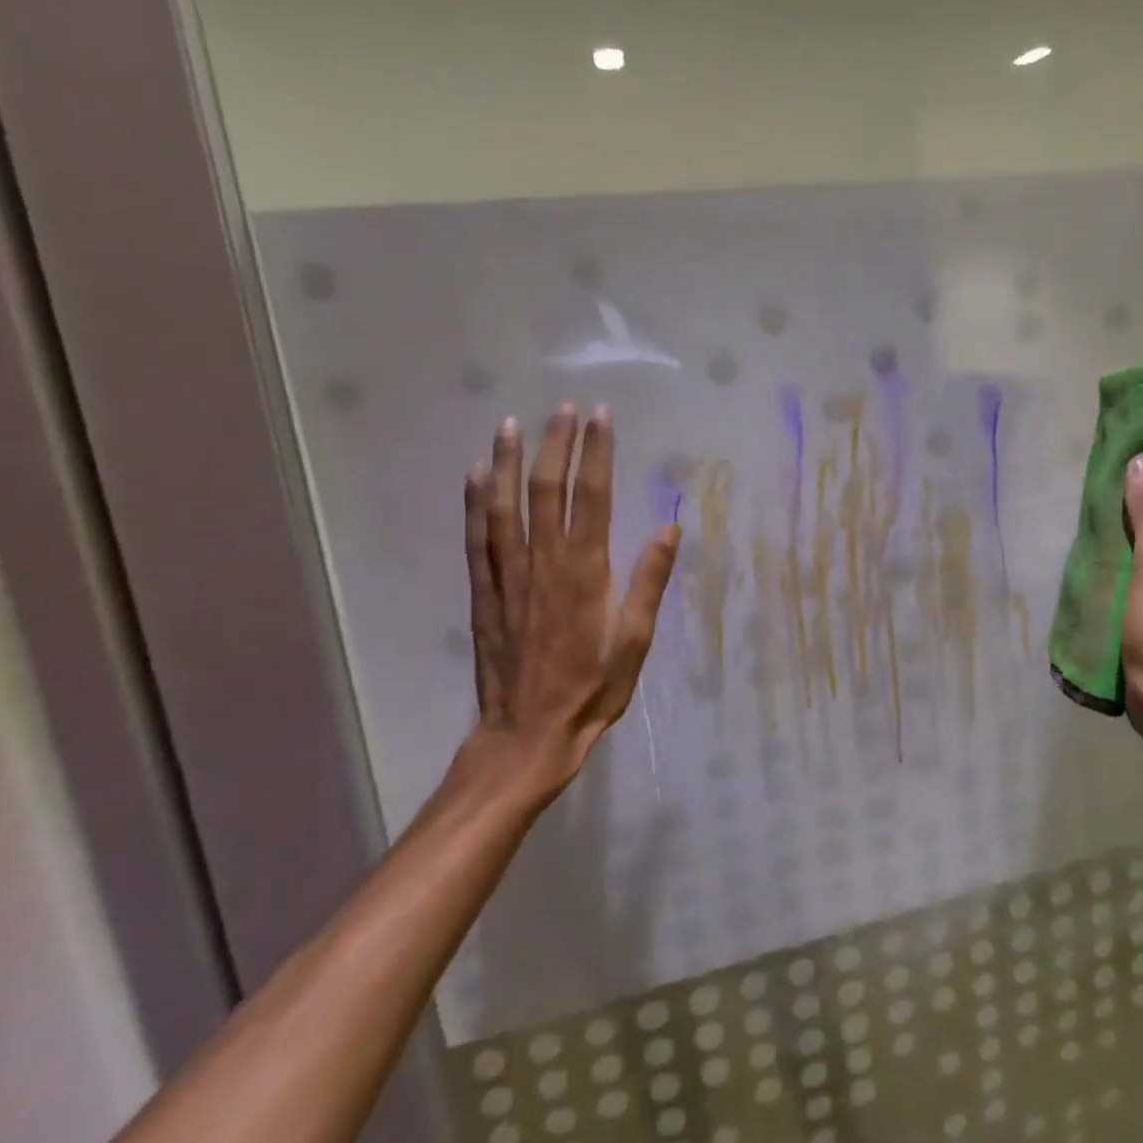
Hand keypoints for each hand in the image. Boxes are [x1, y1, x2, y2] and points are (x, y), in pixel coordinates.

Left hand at [456, 404, 680, 806]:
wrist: (527, 735)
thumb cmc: (591, 692)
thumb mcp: (635, 644)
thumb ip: (648, 583)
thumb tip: (668, 528)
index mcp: (586, 574)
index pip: (592, 498)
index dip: (596, 454)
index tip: (601, 417)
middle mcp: (543, 565)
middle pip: (548, 491)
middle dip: (557, 445)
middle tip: (563, 408)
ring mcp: (507, 577)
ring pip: (506, 507)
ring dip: (509, 462)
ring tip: (512, 425)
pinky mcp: (484, 594)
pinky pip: (477, 539)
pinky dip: (475, 504)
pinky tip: (475, 476)